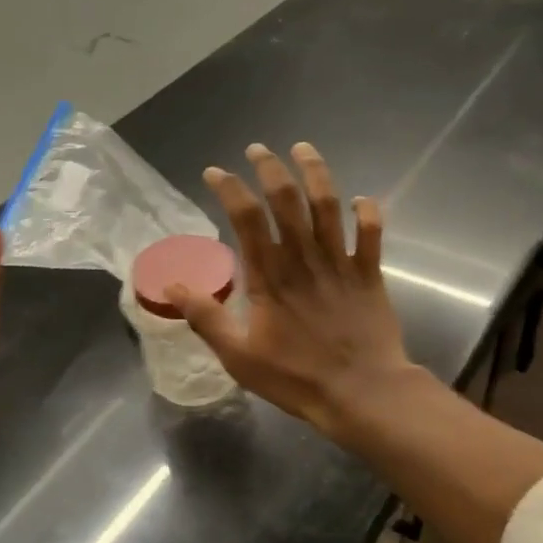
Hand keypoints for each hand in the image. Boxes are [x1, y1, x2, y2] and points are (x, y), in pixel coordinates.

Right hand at [166, 142, 415, 441]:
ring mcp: (340, 263)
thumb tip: (171, 285)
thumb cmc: (296, 377)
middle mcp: (304, 259)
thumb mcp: (238, 356)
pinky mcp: (370, 274)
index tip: (215, 172)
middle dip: (270, 168)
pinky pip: (372, 234)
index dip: (230, 188)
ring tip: (303, 149)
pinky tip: (361, 199)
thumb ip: (206, 318)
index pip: (246, 218)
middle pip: (286, 199)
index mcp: (269, 276)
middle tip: (258, 149)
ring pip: (328, 205)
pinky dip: (368, 213)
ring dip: (316, 173)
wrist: (362, 393)